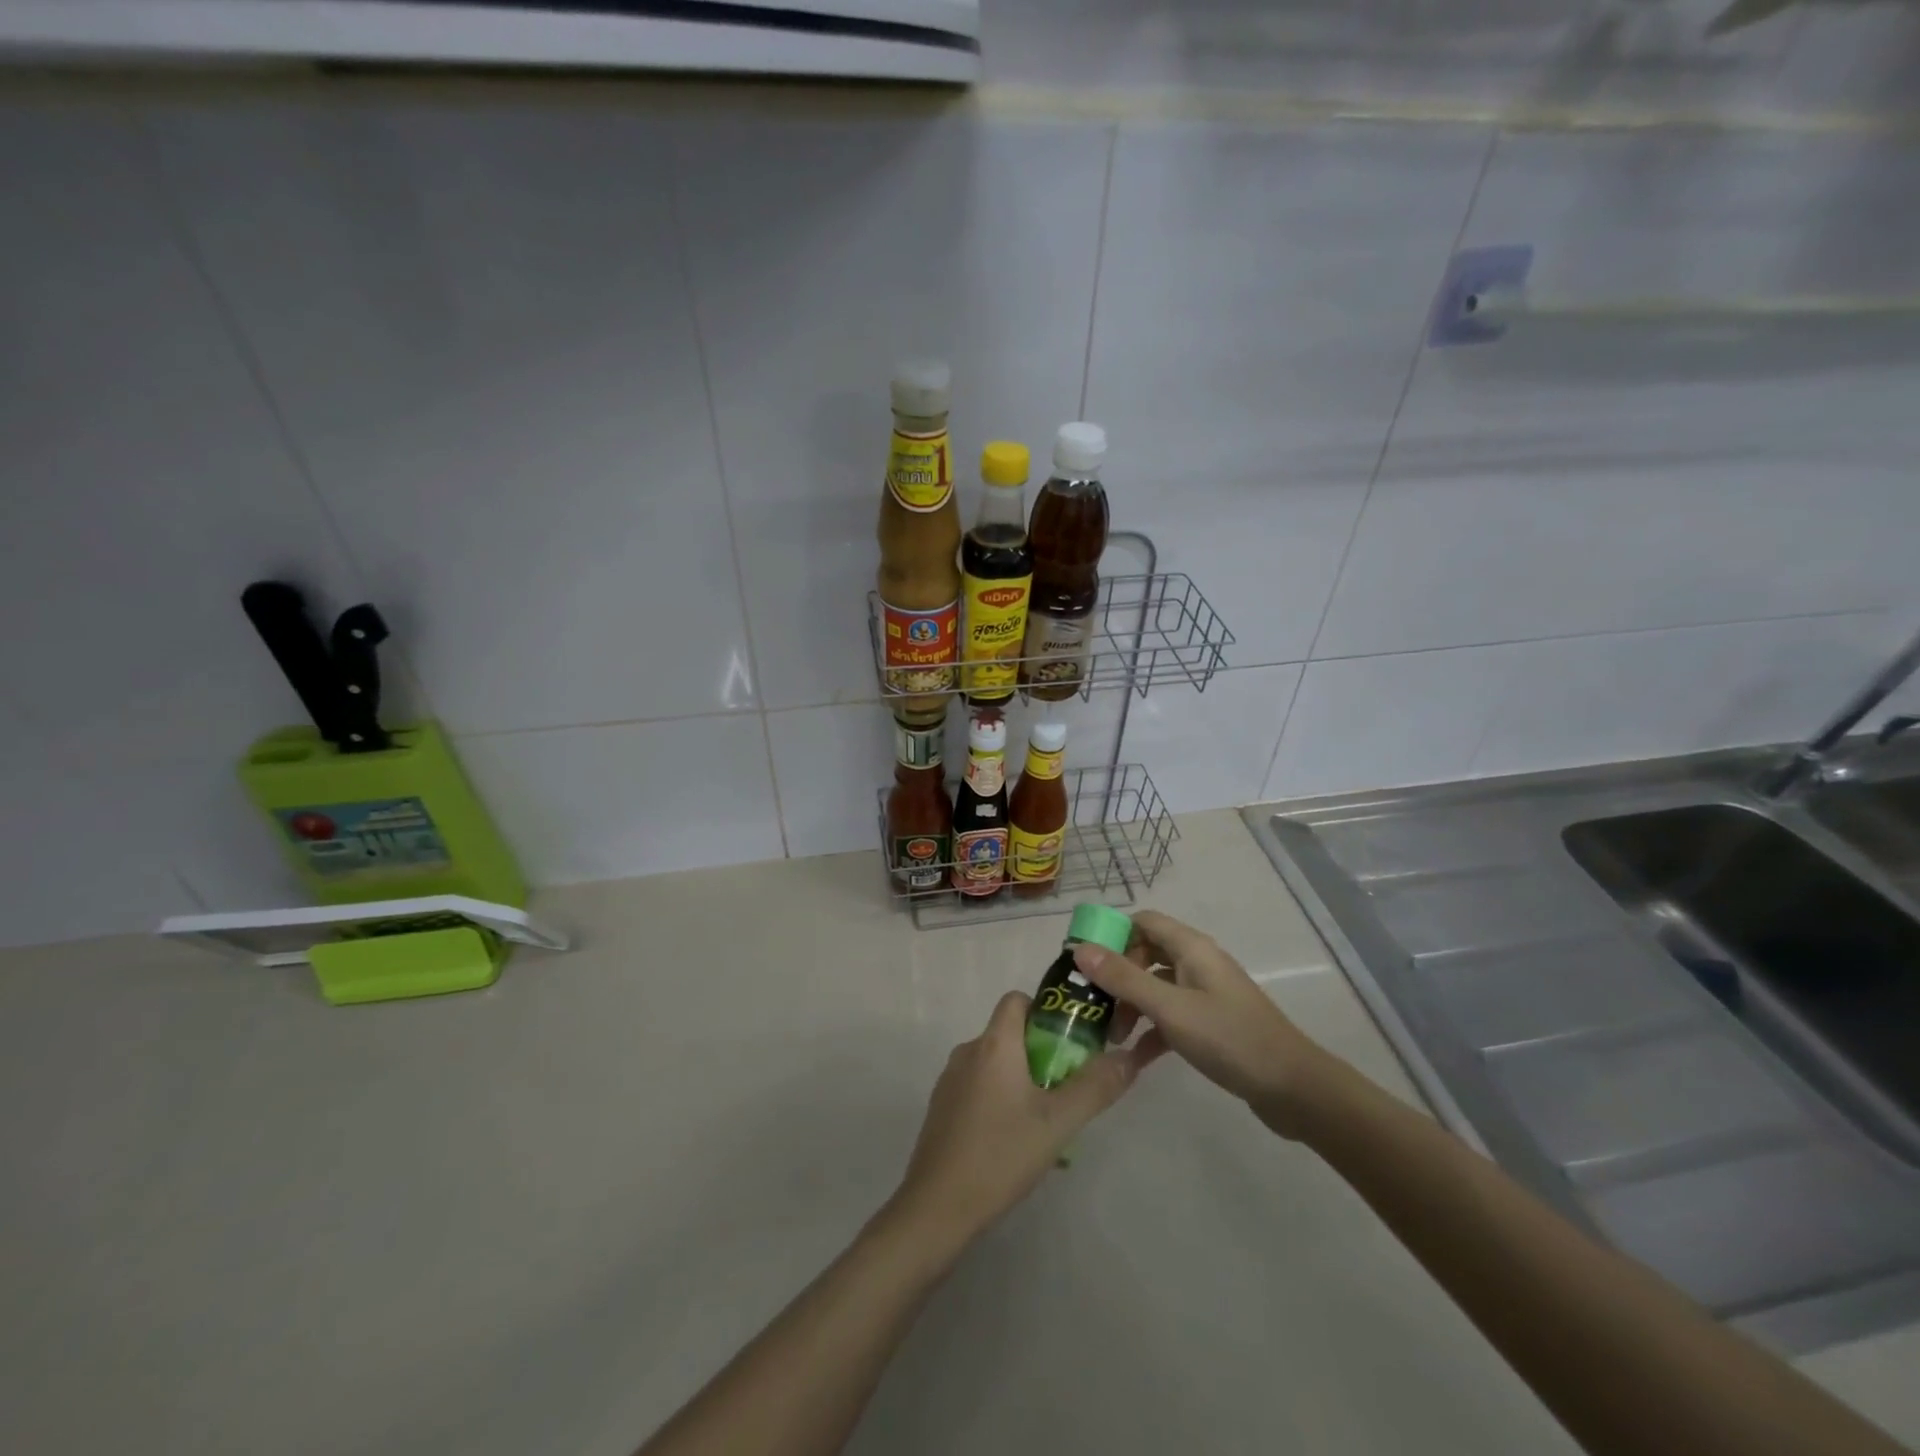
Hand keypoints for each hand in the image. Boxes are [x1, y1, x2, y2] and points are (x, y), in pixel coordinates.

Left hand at [889, 991, 1162, 1247]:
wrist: (936, 1208)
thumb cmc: (1000, 1155)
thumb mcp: (1058, 1123)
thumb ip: (1096, 1087)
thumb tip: (1129, 1056)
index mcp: (993, 1044)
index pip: (1017, 999)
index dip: (1045, 1011)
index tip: (1071, 1042)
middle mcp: (968, 1052)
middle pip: (1009, 1034)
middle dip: (1042, 1053)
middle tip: (1069, 1089)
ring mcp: (950, 1081)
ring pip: (996, 1065)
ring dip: (1023, 1081)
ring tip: (1048, 1123)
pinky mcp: (942, 1109)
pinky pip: (979, 1090)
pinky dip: (1001, 1101)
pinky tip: (1016, 1143)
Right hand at [1072, 910, 1333, 1137]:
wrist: (1294, 1088)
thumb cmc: (1229, 1039)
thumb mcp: (1170, 1009)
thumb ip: (1124, 979)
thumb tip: (1079, 949)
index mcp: (1191, 948)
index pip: (1142, 922)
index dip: (1112, 935)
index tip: (1084, 963)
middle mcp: (1198, 963)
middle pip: (1145, 953)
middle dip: (1117, 976)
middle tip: (1094, 1005)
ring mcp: (1206, 993)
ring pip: (1156, 986)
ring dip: (1131, 1005)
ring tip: (1111, 1036)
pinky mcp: (1212, 1023)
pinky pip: (1171, 1015)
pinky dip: (1151, 1029)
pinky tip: (1135, 1057)